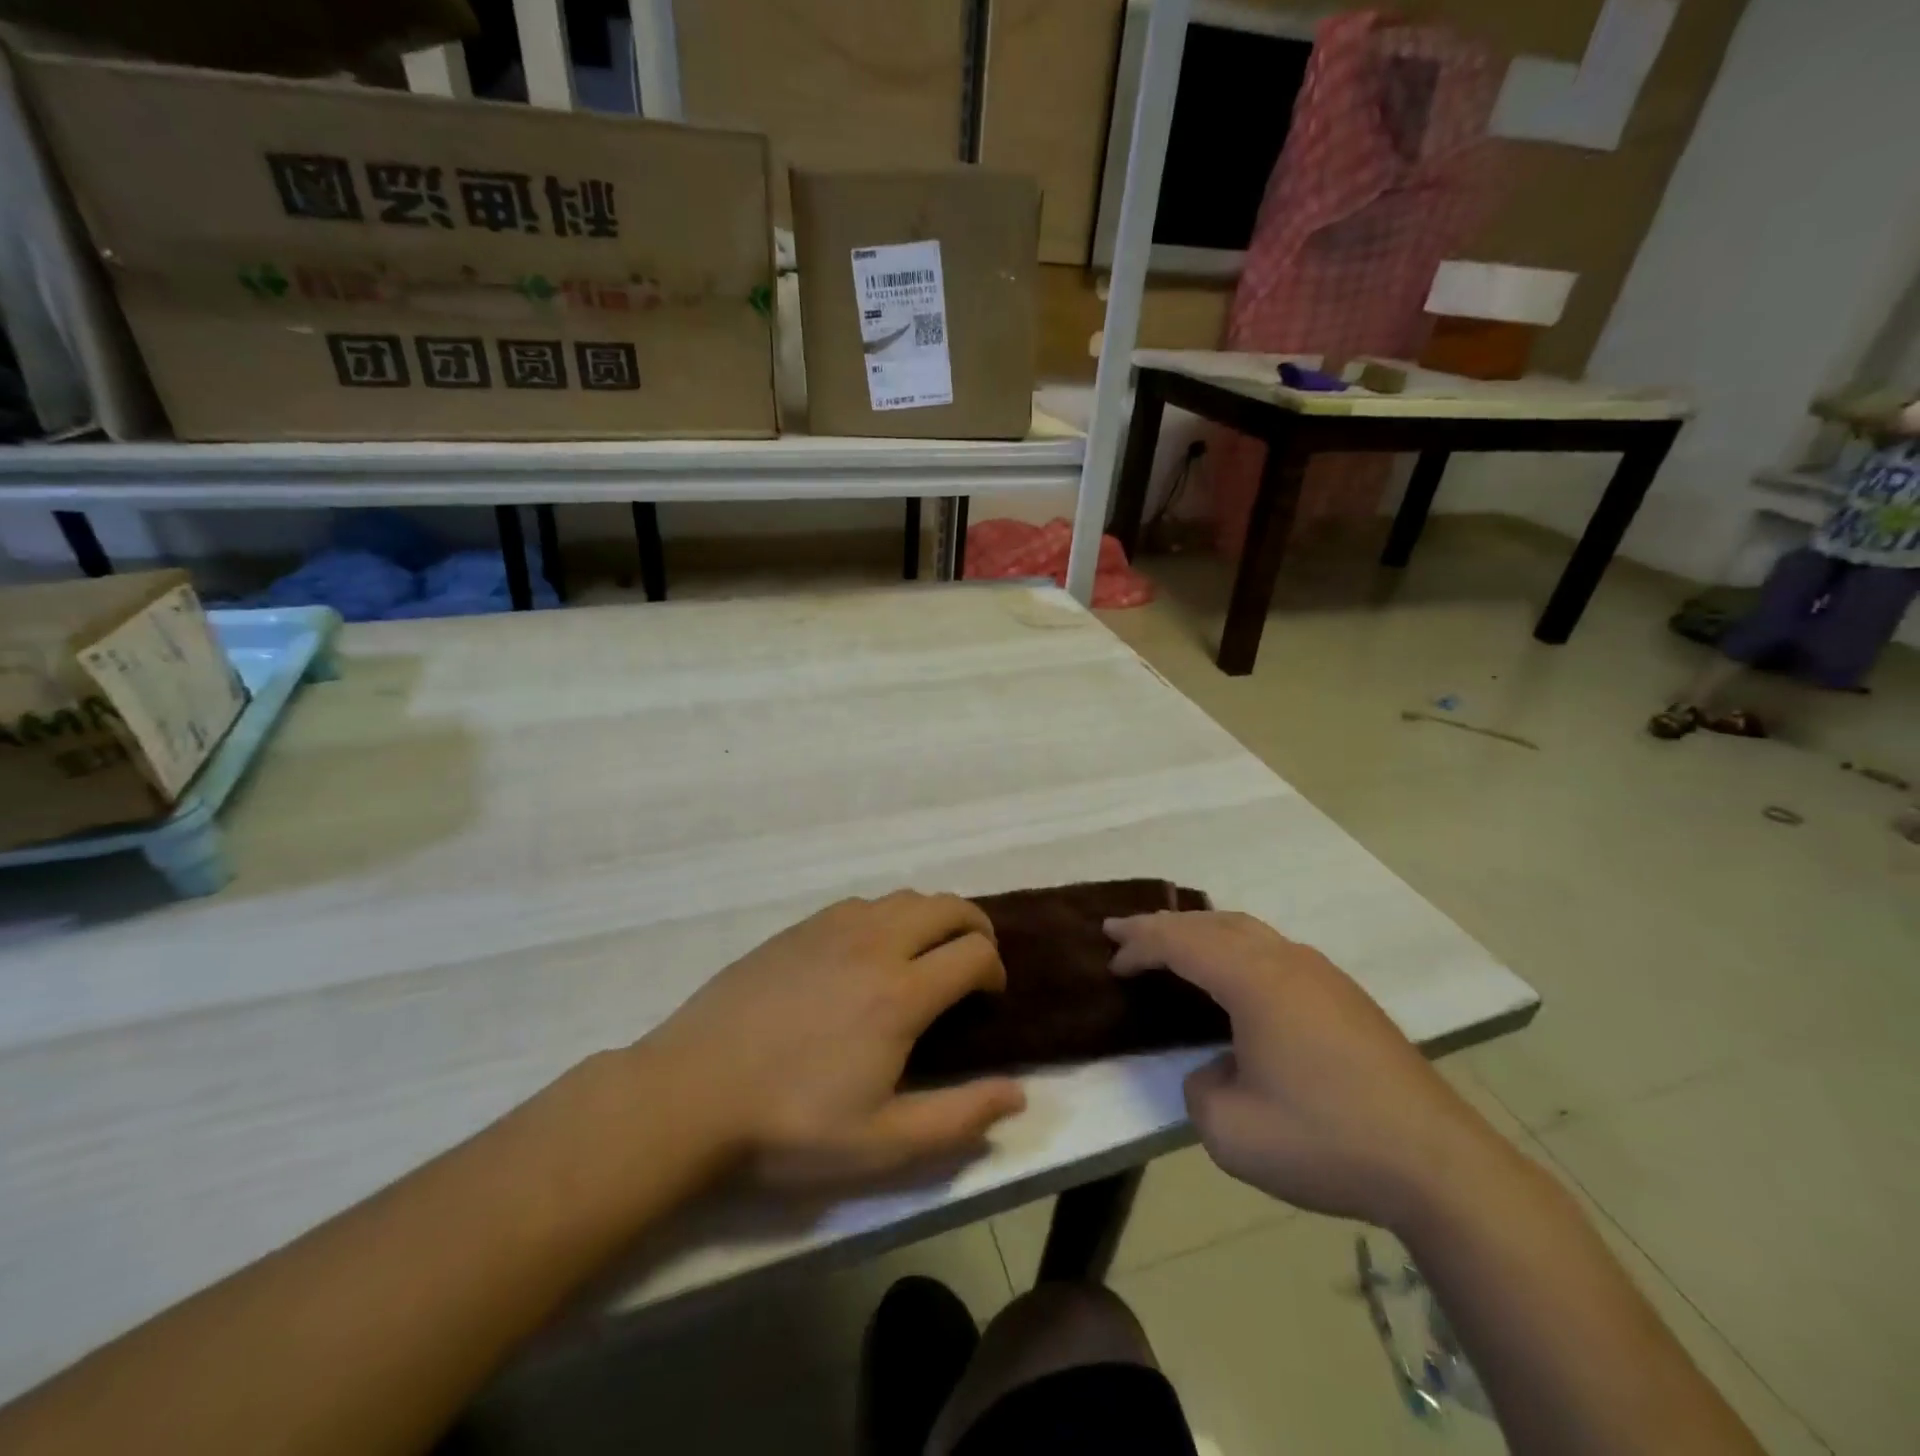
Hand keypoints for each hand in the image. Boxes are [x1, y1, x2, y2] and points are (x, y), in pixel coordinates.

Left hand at [646, 892, 1025, 1186]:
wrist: (692, 1091)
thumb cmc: (790, 1125)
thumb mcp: (881, 1144)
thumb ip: (958, 1117)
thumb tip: (1018, 1093)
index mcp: (901, 993)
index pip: (974, 953)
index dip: (995, 970)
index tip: (988, 997)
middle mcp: (875, 944)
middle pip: (947, 906)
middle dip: (975, 927)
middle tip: (972, 964)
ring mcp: (833, 928)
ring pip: (905, 897)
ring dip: (932, 918)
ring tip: (926, 956)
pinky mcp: (800, 928)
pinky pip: (862, 904)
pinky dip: (888, 916)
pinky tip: (870, 953)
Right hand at [1106, 911, 1513, 1231]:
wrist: (1438, 1165)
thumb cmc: (1324, 1140)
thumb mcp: (1230, 1131)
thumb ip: (1199, 1088)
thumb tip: (1216, 1067)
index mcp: (1254, 980)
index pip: (1180, 943)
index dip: (1139, 945)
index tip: (1110, 959)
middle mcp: (1286, 960)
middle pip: (1212, 923)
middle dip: (1163, 926)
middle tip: (1124, 933)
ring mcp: (1321, 973)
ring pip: (1247, 930)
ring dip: (1201, 932)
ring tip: (1172, 944)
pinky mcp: (1345, 995)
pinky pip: (1272, 949)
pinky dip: (1235, 948)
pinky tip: (1233, 974)